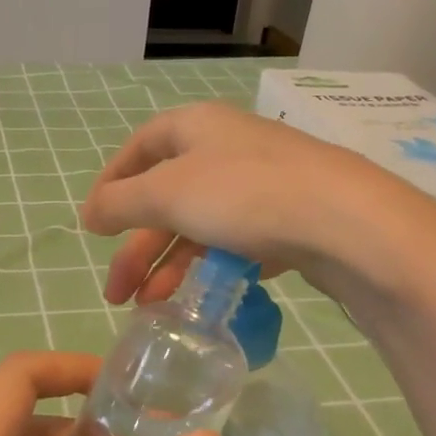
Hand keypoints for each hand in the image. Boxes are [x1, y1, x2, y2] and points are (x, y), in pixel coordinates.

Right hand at [81, 101, 435, 306]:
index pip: (140, 147)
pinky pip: (236, 243)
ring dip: (170, 267)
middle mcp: (228, 148)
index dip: (112, 183)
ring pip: (200, 226)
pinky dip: (211, 270)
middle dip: (137, 248)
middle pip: (167, 196)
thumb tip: (89, 214)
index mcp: (196, 127)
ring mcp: (262, 184)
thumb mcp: (167, 194)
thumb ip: (120, 203)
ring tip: (151, 309)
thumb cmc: (244, 194)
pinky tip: (200, 299)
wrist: (346, 223)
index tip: (93, 225)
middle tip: (116, 293)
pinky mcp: (289, 219)